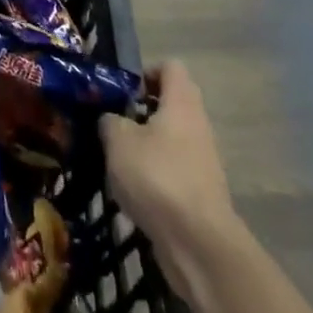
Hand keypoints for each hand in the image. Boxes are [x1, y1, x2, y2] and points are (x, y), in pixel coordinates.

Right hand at [100, 61, 238, 260]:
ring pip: (170, 138)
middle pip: (171, 103)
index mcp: (182, 103)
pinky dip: (154, 174)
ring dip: (145, 145)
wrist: (199, 244)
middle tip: (114, 123)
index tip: (122, 92)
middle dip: (141, 110)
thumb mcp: (118, 140)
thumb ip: (110, 121)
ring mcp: (203, 161)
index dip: (145, 72)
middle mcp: (197, 125)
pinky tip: (132, 191)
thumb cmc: (158, 177)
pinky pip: (173, 169)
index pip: (170, 67)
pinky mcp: (200, 192)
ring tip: (117, 160)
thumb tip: (110, 120)